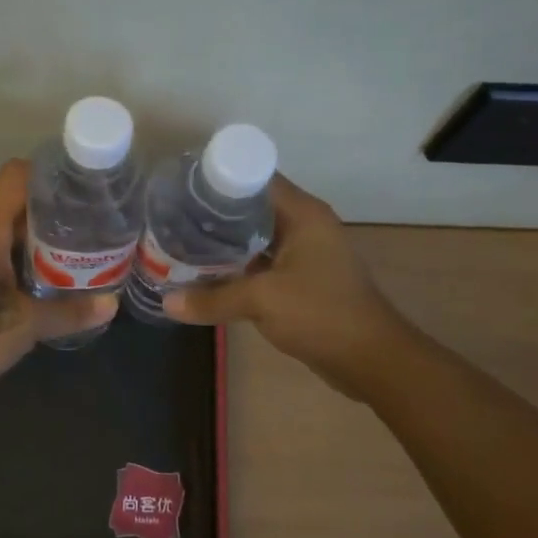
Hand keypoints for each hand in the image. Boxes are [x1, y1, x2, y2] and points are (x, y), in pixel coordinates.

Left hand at [0, 159, 118, 404]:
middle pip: (14, 200)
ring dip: (35, 233)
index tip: (83, 186)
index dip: (49, 173)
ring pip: (4, 226)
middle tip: (86, 220)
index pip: (16, 174)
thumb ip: (70, 312)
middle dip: (50, 207)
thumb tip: (113, 304)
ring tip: (74, 245)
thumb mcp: (27, 325)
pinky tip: (45, 274)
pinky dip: (20, 252)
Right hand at [164, 175, 406, 398]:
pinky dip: (238, 265)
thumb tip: (166, 303)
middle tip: (173, 217)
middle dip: (214, 213)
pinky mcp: (302, 279)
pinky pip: (262, 262)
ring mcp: (305, 253)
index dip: (218, 179)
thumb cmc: (321, 314)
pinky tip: (207, 273)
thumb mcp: (262, 301)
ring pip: (256, 237)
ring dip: (224, 242)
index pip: (255, 178)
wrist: (371, 359)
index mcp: (303, 213)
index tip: (183, 187)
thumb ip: (213, 299)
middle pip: (252, 207)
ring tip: (182, 242)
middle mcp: (305, 225)